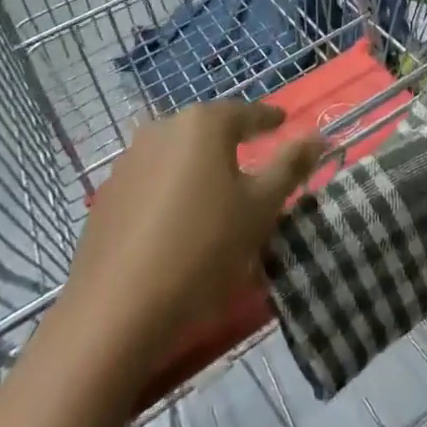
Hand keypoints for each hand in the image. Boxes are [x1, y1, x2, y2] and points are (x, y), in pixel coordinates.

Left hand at [65, 101, 324, 344]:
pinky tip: (179, 221)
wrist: (114, 314)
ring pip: (178, 154)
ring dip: (200, 166)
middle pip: (208, 129)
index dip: (269, 119)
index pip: (247, 112)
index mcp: (203, 123)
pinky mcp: (107, 196)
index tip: (283, 123)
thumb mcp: (260, 208)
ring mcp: (128, 161)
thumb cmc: (202, 249)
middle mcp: (162, 128)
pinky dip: (172, 190)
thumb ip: (290, 166)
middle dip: (232, 142)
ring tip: (217, 193)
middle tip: (253, 160)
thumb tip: (319, 135)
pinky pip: (152, 180)